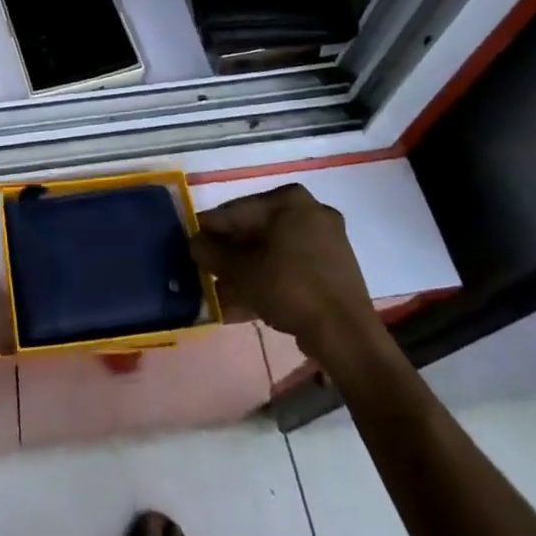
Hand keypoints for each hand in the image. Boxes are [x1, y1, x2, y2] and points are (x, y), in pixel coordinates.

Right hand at [191, 183, 379, 356]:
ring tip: (221, 293)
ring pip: (273, 251)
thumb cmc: (289, 289)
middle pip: (256, 230)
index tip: (190, 245)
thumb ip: (211, 253)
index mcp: (289, 199)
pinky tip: (245, 304)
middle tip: (205, 271)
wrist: (346, 336)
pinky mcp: (334, 268)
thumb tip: (194, 243)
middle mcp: (310, 210)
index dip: (209, 230)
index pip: (236, 210)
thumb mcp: (240, 271)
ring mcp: (326, 240)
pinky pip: (291, 267)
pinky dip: (269, 280)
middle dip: (229, 254)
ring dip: (246, 271)